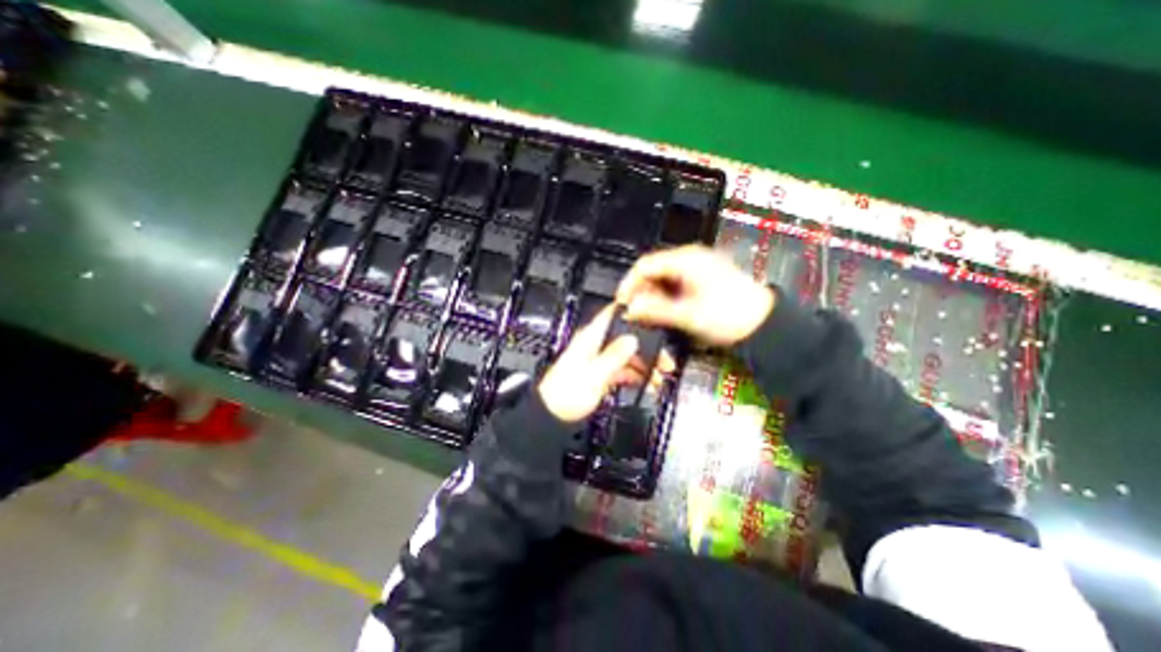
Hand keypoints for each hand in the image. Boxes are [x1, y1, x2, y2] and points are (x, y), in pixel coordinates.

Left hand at [539, 305, 677, 422]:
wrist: (551, 416)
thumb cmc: (566, 394)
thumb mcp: (594, 374)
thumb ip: (614, 355)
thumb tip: (632, 339)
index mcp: (590, 338)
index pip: (613, 315)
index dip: (633, 313)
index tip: (654, 317)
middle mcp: (595, 345)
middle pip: (626, 339)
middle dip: (647, 349)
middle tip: (665, 363)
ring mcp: (597, 360)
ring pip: (626, 356)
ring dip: (643, 365)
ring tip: (659, 379)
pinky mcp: (599, 374)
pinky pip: (621, 370)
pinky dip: (634, 376)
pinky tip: (645, 384)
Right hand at [616, 245, 767, 344]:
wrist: (763, 322)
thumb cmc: (733, 314)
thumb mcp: (689, 315)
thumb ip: (656, 311)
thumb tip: (632, 309)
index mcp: (686, 260)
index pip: (645, 265)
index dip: (629, 284)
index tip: (622, 302)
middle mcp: (689, 260)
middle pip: (652, 272)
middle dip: (641, 293)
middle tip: (636, 313)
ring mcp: (695, 269)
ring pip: (662, 280)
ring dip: (652, 297)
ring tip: (650, 316)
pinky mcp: (700, 280)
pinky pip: (673, 286)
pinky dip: (664, 299)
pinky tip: (665, 312)